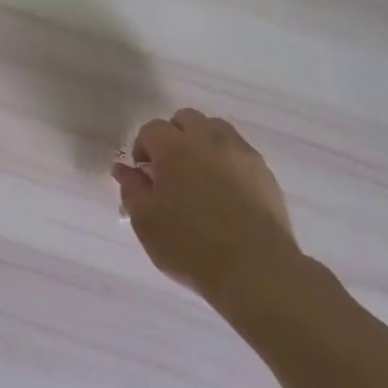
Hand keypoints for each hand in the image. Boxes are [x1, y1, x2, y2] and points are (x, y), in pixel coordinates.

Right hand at [113, 108, 302, 300]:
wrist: (254, 269)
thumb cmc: (190, 245)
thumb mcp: (146, 222)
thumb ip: (131, 188)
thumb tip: (123, 169)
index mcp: (174, 147)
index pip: (151, 129)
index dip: (142, 148)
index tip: (144, 176)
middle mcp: (209, 139)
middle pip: (186, 119)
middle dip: (173, 137)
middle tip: (169, 171)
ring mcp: (241, 152)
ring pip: (216, 129)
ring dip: (201, 143)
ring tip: (199, 178)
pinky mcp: (264, 171)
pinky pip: (238, 151)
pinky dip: (226, 161)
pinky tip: (225, 193)